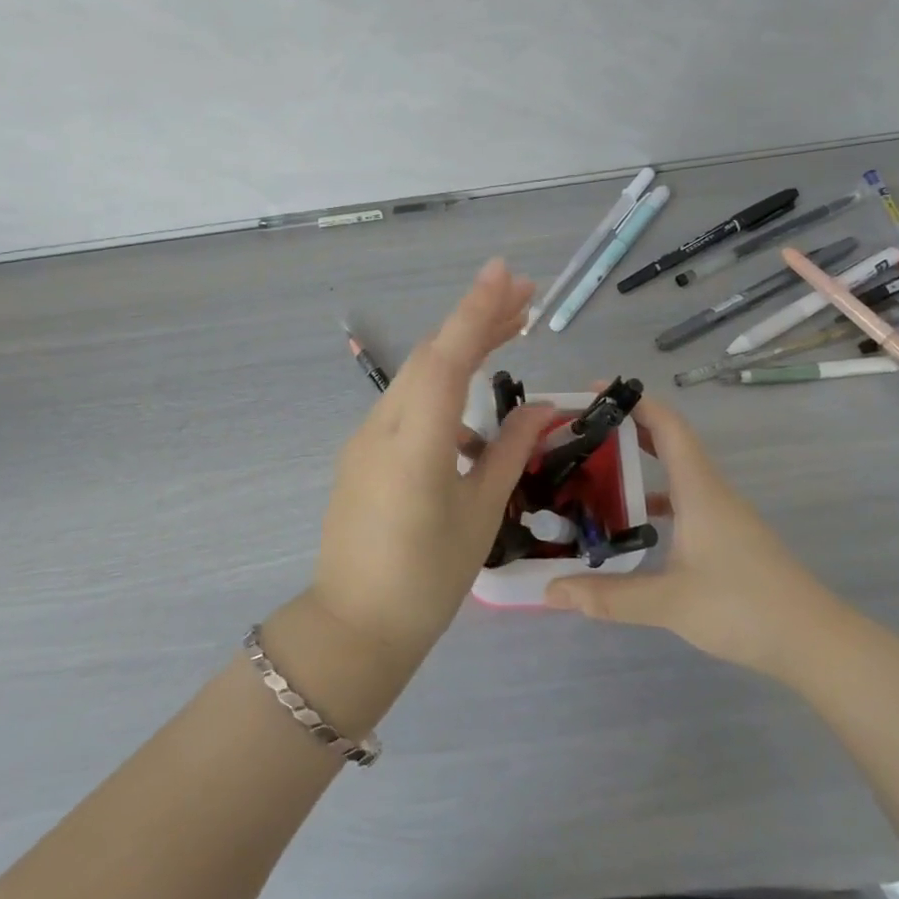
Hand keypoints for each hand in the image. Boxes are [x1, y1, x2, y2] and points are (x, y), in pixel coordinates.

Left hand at [310, 259, 559, 659]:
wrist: (355, 625)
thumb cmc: (427, 579)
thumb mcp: (479, 514)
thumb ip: (509, 450)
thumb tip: (543, 408)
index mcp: (414, 444)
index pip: (447, 358)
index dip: (476, 311)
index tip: (505, 273)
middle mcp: (382, 426)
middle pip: (432, 355)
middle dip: (477, 319)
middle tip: (526, 296)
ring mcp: (365, 436)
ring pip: (417, 375)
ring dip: (461, 350)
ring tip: (512, 334)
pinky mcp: (362, 450)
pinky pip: (406, 403)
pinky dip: (442, 389)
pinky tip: (473, 416)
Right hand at [543, 394, 854, 680]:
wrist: (816, 643)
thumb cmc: (744, 607)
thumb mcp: (669, 603)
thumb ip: (608, 596)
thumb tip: (550, 590)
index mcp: (699, 489)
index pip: (667, 425)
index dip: (633, 402)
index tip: (592, 392)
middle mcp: (710, 491)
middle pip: (668, 442)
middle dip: (626, 429)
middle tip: (580, 433)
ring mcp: (722, 514)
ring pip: (675, 474)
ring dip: (639, 465)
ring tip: (594, 474)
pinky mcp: (727, 537)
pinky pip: (683, 501)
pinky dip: (654, 499)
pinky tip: (631, 526)